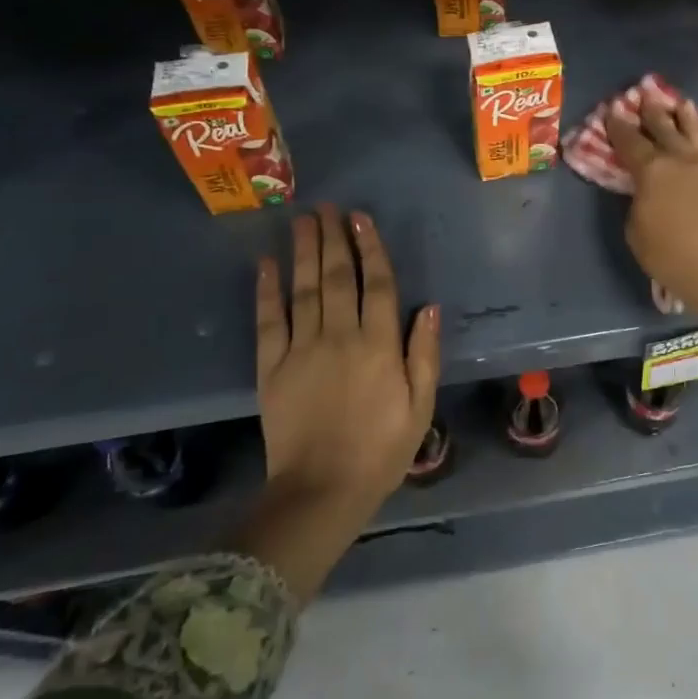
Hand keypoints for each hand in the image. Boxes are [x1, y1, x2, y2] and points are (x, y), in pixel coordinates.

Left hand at [255, 205, 439, 520]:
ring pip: (304, 289)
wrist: (321, 492)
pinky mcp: (271, 368)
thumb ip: (424, 355)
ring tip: (302, 219)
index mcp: (379, 346)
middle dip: (334, 238)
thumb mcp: (420, 407)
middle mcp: (340, 337)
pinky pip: (268, 320)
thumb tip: (431, 308)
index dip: (370, 248)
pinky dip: (266, 290)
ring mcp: (301, 350)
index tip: (361, 218)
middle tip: (327, 206)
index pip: (378, 285)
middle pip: (338, 277)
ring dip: (304, 251)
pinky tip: (266, 263)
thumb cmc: (381, 451)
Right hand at [607, 93, 697, 318]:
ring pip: (696, 133)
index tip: (612, 111)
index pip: (630, 140)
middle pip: (664, 128)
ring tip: (681, 104)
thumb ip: (637, 202)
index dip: (618, 125)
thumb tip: (645, 191)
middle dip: (652, 112)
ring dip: (686, 117)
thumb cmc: (670, 256)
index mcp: (651, 170)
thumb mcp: (636, 232)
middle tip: (646, 97)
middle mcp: (681, 160)